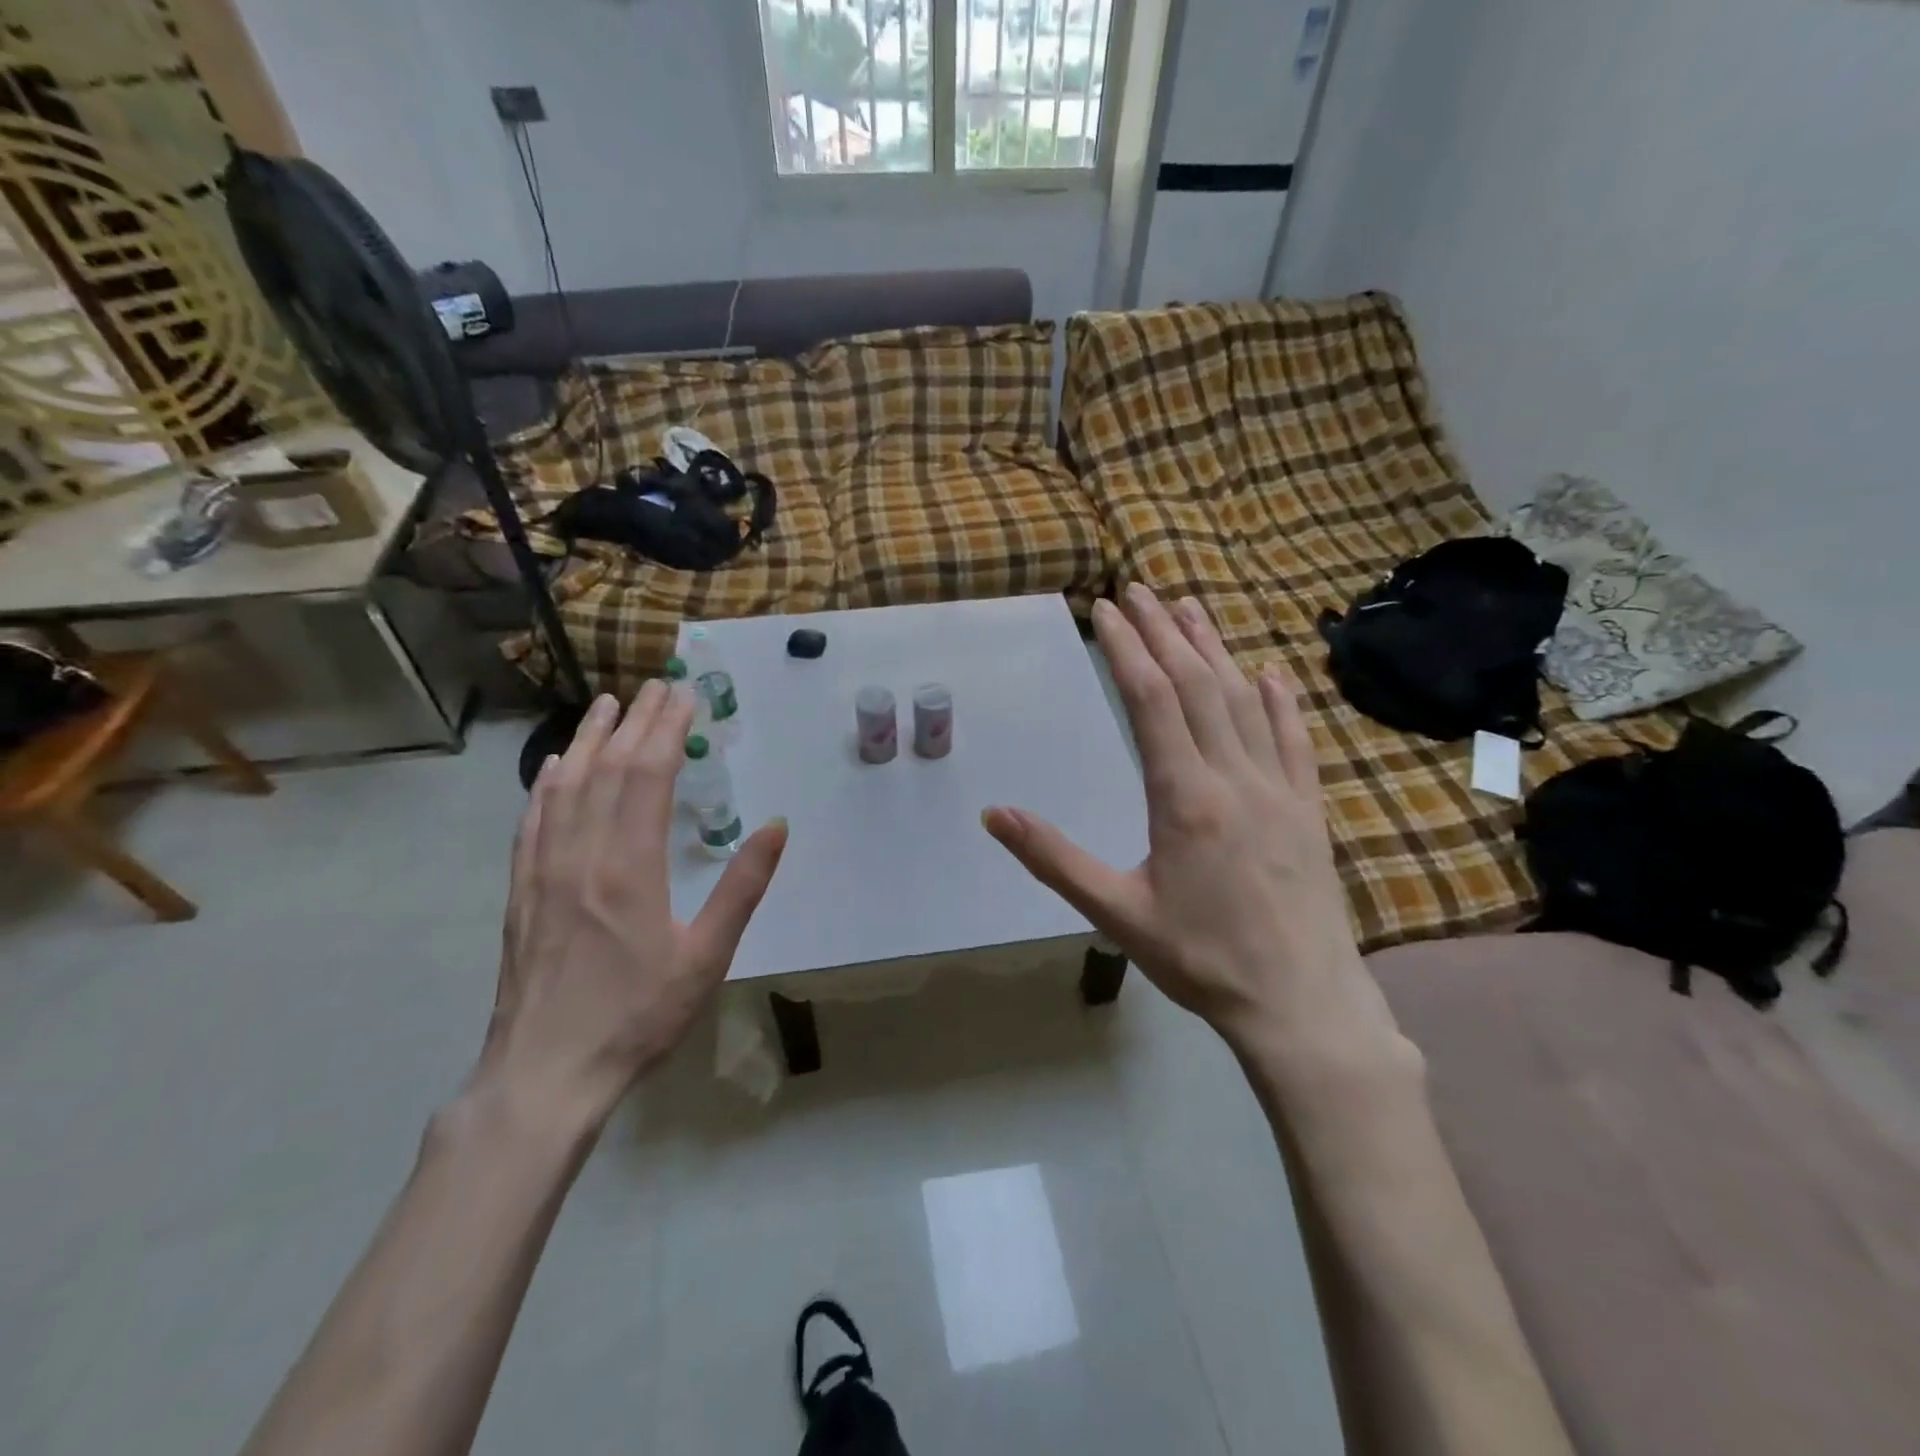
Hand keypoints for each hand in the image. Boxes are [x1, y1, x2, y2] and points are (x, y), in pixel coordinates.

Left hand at [481, 685, 787, 1127]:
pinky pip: (533, 821)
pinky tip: (555, 767)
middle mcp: (582, 855)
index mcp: (630, 867)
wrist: (545, 1074)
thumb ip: (743, 887)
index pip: (648, 776)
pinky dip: (547, 784)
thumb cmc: (637, 1016)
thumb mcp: (707, 957)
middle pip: (608, 770)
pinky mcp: (521, 892)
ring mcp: (543, 871)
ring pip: (565, 787)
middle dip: (634, 722)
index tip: (683, 697)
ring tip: (606, 706)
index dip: (666, 730)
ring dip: (589, 740)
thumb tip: (778, 826)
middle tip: (654, 687)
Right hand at [984, 586, 1402, 1065]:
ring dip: (1216, 649)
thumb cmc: (1201, 960)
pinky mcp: (1308, 809)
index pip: (1152, 701)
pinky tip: (1270, 672)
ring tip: (1191, 609)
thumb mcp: (1115, 913)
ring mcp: (1279, 789)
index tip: (1105, 609)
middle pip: (1198, 684)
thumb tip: (994, 813)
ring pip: (1246, 700)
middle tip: (1140, 590)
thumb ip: (1053, 858)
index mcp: (1184, 797)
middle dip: (1165, 631)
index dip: (1127, 648)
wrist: (1301, 1004)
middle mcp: (1235, 777)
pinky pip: (1295, 739)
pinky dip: (1280, 699)